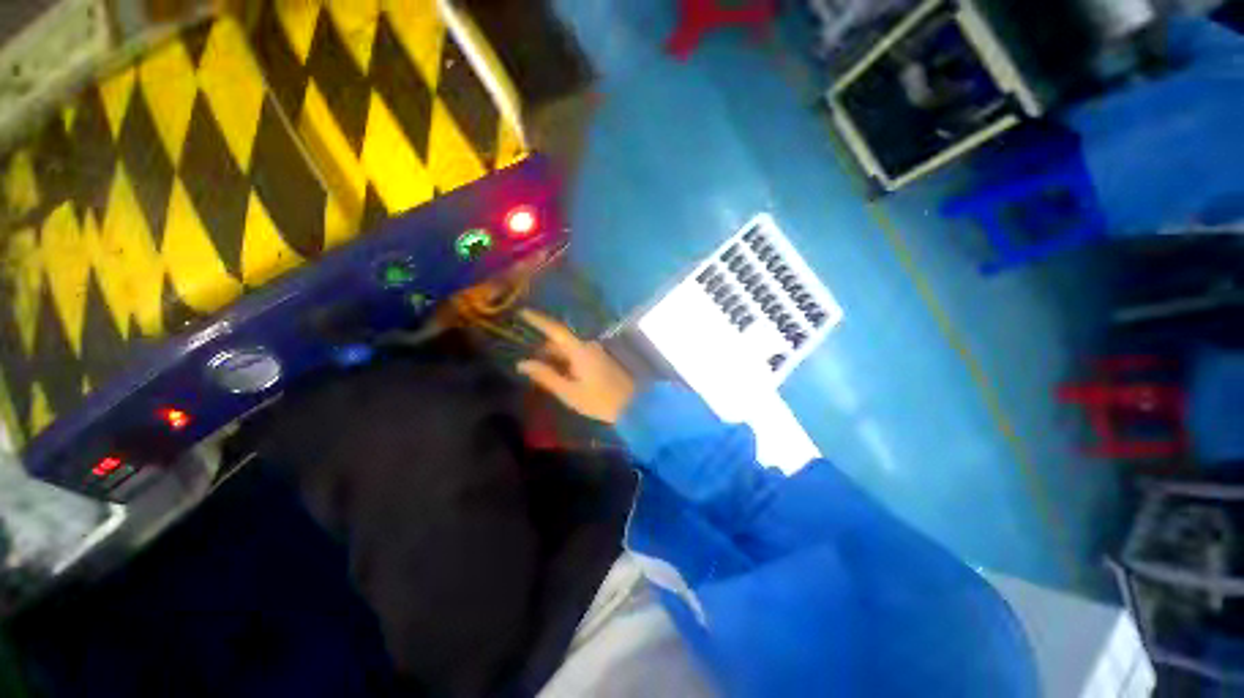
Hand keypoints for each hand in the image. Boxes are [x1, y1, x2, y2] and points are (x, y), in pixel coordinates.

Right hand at [516, 309, 636, 424]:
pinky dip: (566, 361)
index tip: (522, 312)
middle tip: (527, 362)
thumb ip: (546, 376)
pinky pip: (578, 355)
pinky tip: (559, 375)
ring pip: (569, 349)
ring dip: (555, 357)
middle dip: (543, 349)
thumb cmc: (599, 400)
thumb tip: (522, 363)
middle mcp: (588, 346)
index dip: (538, 320)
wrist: (632, 405)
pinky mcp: (600, 360)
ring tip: (541, 371)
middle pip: (560, 341)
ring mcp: (596, 352)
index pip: (555, 330)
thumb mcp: (569, 392)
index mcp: (579, 350)